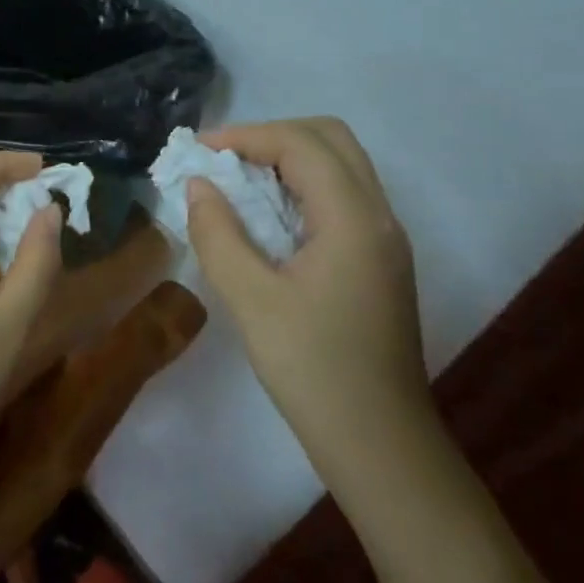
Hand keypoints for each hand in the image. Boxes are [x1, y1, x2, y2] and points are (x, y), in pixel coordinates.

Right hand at [187, 118, 428, 463]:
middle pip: (330, 139)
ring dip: (288, 159)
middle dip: (272, 136)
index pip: (301, 144)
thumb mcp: (252, 301)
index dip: (246, 136)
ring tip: (238, 183)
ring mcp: (385, 238)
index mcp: (353, 218)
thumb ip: (218, 234)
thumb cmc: (314, 372)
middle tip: (224, 161)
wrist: (382, 447)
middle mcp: (379, 215)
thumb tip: (198, 186)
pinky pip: (342, 196)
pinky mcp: (380, 260)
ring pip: (340, 165)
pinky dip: (302, 186)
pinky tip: (268, 218)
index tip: (199, 151)